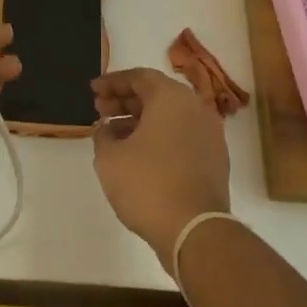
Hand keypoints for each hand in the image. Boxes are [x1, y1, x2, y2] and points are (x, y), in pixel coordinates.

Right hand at [91, 68, 230, 266]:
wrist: (194, 228)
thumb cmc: (147, 184)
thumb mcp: (109, 157)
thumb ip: (103, 134)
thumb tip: (107, 129)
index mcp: (172, 98)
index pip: (139, 77)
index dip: (112, 82)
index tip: (93, 90)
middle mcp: (196, 109)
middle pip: (156, 94)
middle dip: (125, 100)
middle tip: (100, 111)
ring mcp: (209, 135)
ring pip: (170, 117)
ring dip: (140, 120)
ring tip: (113, 135)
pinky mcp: (214, 159)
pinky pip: (181, 136)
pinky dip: (158, 137)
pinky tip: (136, 155)